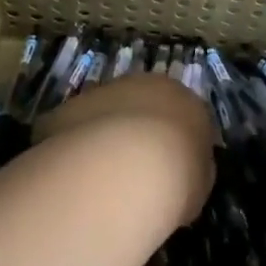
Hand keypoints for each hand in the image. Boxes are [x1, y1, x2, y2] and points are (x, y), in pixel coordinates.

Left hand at [36, 72, 216, 227]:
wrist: (121, 171)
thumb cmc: (175, 176)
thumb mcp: (199, 181)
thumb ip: (194, 169)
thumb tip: (185, 171)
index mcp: (180, 96)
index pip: (183, 114)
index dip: (177, 143)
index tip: (172, 170)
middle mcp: (141, 84)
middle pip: (142, 107)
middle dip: (139, 133)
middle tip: (137, 173)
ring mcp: (100, 93)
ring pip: (105, 114)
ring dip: (105, 138)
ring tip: (104, 181)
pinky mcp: (66, 110)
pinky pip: (75, 130)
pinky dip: (76, 149)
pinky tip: (78, 180)